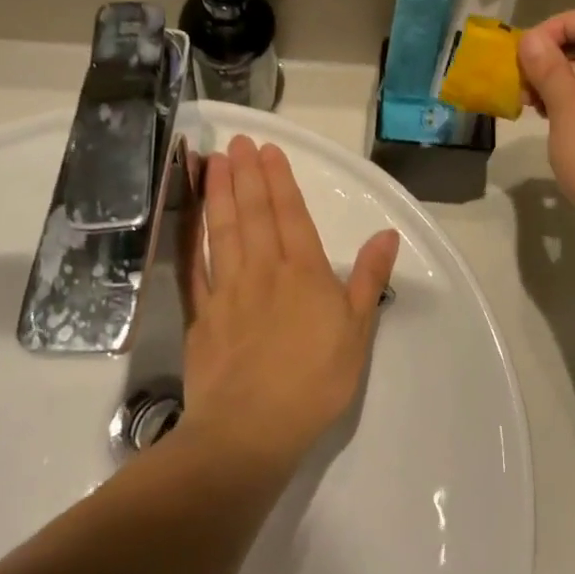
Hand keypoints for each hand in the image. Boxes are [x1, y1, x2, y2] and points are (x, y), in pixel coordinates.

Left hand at [178, 136, 399, 471]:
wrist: (249, 431)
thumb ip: (369, 277)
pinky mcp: (201, 316)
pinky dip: (190, 237)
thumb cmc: (314, 381)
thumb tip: (387, 233)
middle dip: (246, 174)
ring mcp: (227, 290)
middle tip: (237, 142)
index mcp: (304, 271)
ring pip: (221, 230)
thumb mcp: (357, 330)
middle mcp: (264, 270)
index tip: (267, 150)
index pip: (291, 214)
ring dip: (217, 193)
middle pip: (253, 213)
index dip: (279, 179)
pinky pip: (194, 266)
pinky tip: (187, 218)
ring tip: (211, 162)